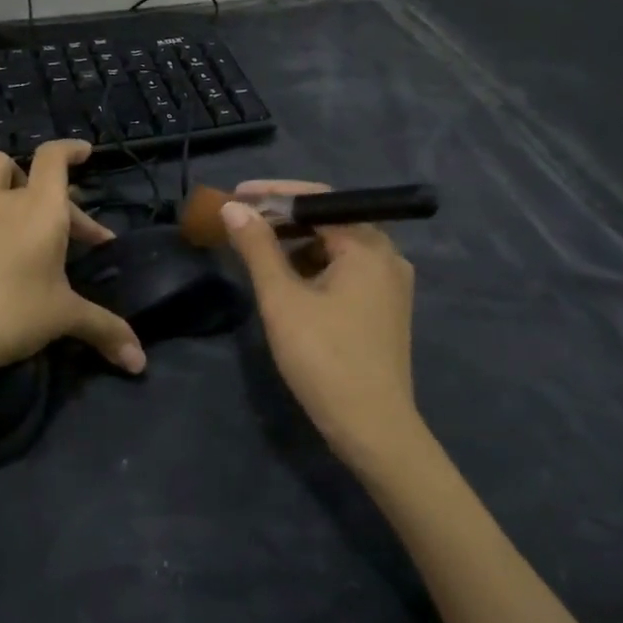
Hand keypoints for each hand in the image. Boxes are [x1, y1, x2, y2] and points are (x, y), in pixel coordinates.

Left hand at [0, 141, 146, 399]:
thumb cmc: (10, 315)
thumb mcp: (64, 319)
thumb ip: (106, 330)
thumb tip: (140, 360)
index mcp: (41, 209)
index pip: (54, 158)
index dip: (71, 149)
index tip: (86, 153)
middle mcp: (4, 201)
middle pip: (32, 175)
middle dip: (60, 199)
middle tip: (78, 238)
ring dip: (7, 179)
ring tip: (20, 204)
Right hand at [221, 180, 421, 471]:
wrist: (373, 429)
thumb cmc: (324, 358)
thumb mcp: (282, 299)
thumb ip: (257, 248)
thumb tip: (234, 208)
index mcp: (368, 246)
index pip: (318, 200)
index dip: (273, 193)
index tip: (237, 194)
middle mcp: (387, 256)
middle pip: (329, 220)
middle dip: (283, 218)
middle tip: (241, 220)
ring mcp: (389, 284)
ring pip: (336, 247)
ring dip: (296, 244)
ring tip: (256, 250)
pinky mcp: (384, 308)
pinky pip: (345, 270)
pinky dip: (313, 267)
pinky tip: (287, 281)